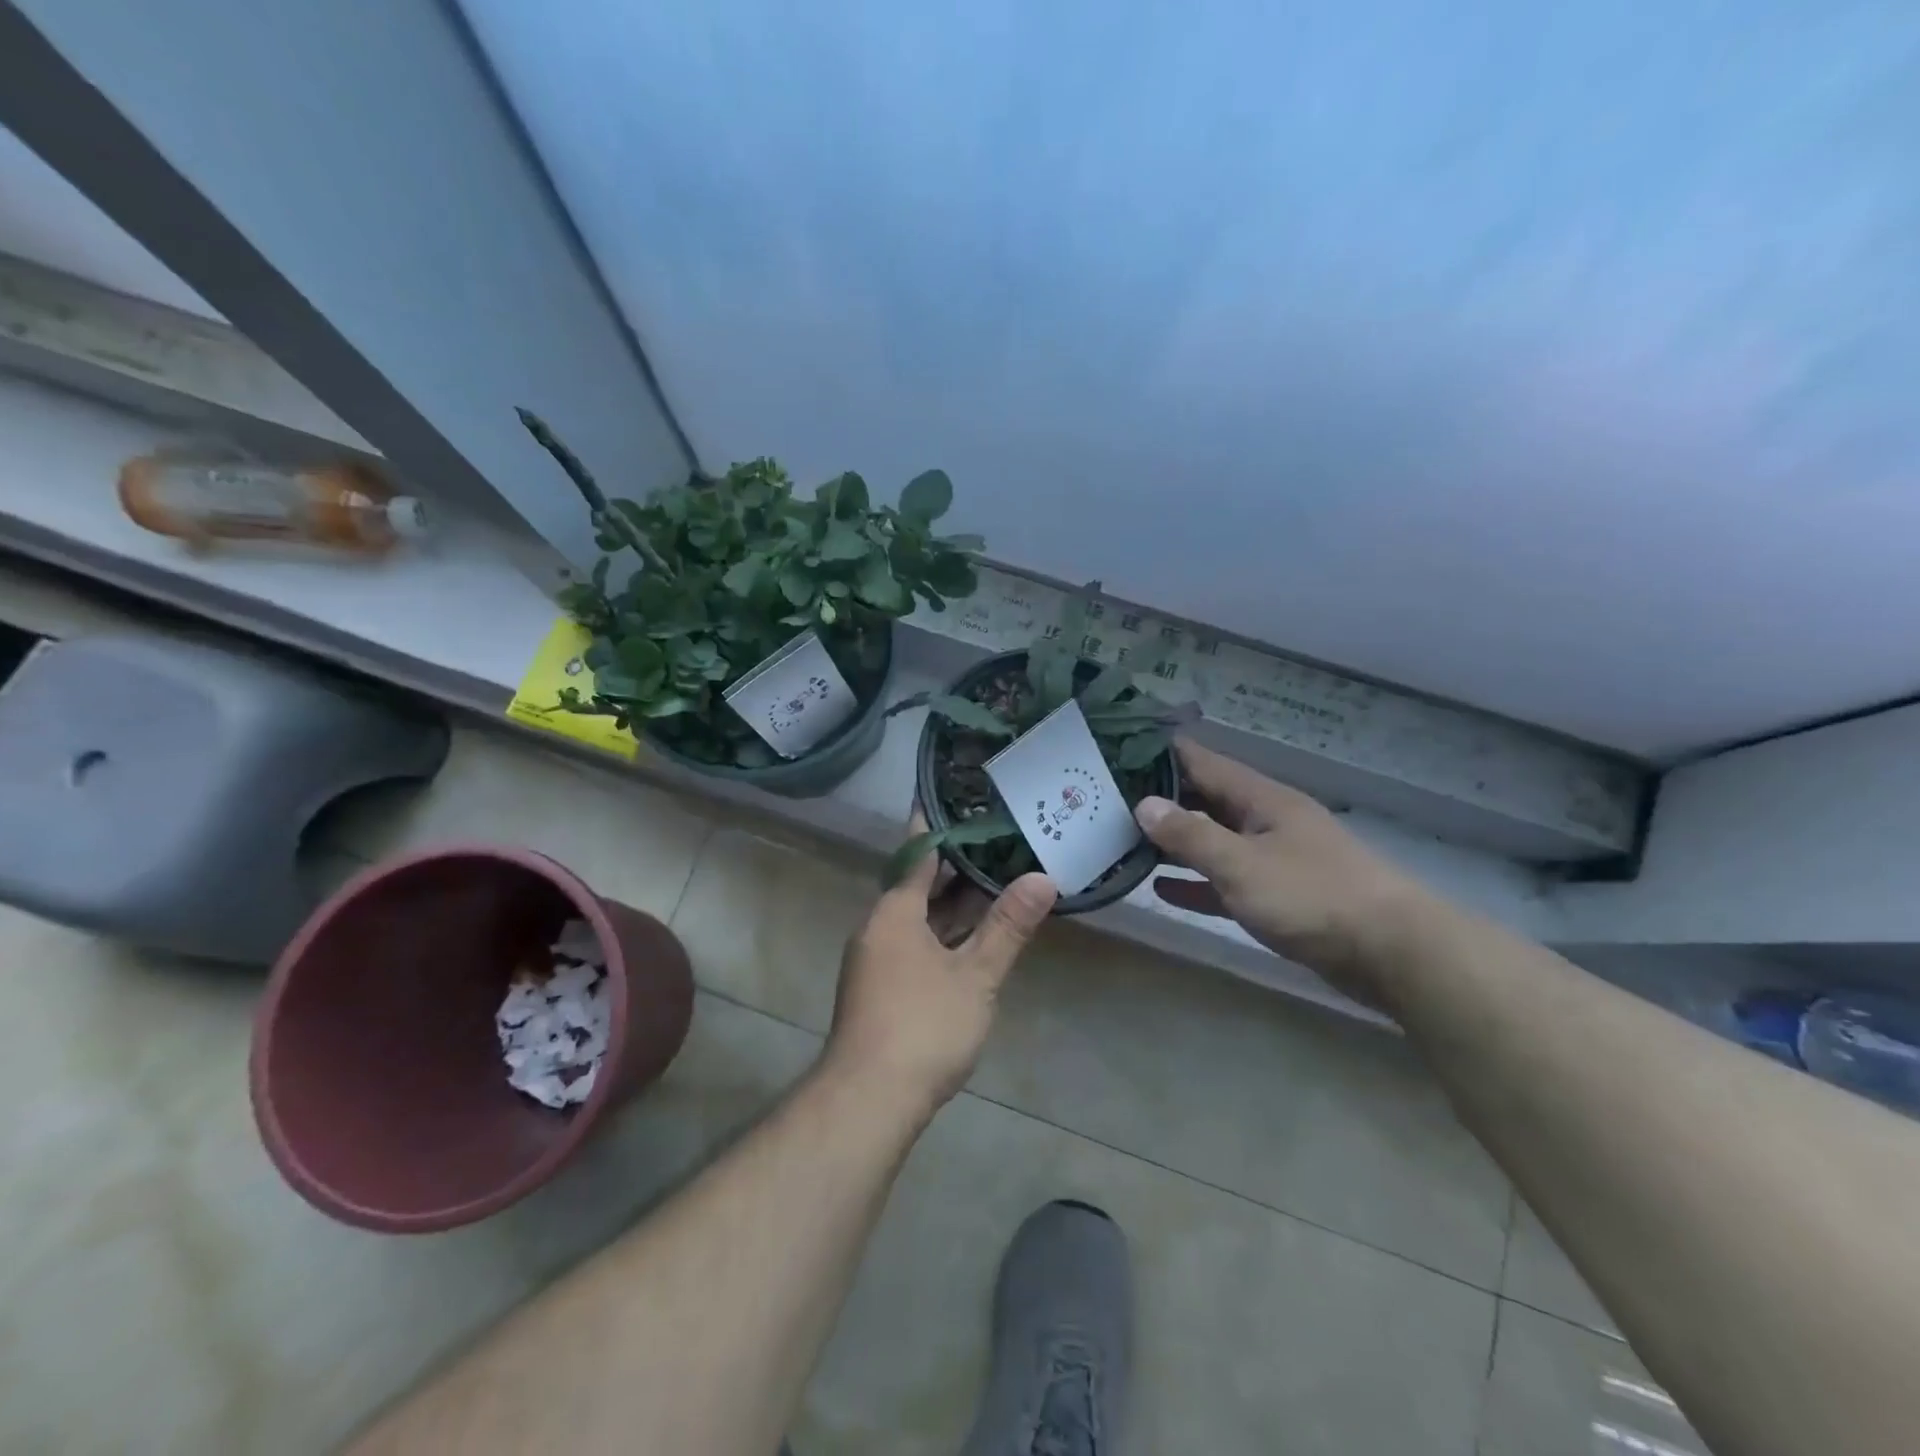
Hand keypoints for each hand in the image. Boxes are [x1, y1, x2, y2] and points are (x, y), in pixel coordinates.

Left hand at [822, 815, 1056, 1120]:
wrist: (869, 1099)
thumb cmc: (922, 1026)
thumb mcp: (975, 975)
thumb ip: (1007, 927)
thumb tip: (1042, 878)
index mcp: (894, 913)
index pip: (918, 853)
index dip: (939, 825)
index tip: (959, 799)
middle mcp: (879, 927)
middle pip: (919, 884)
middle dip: (956, 865)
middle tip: (996, 837)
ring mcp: (878, 959)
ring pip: (919, 916)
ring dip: (953, 901)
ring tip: (996, 877)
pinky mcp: (883, 986)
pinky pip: (917, 941)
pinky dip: (945, 930)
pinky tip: (975, 934)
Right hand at [1135, 740, 1432, 1004]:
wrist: (1393, 953)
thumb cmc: (1312, 896)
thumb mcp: (1242, 863)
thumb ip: (1191, 835)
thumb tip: (1143, 804)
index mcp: (1260, 799)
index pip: (1201, 762)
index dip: (1160, 753)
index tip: (1115, 748)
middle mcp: (1265, 820)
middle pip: (1204, 799)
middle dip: (1159, 798)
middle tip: (1106, 799)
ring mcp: (1273, 858)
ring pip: (1213, 840)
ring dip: (1174, 841)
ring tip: (1122, 839)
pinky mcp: (1279, 896)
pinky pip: (1225, 881)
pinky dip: (1195, 882)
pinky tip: (1161, 888)